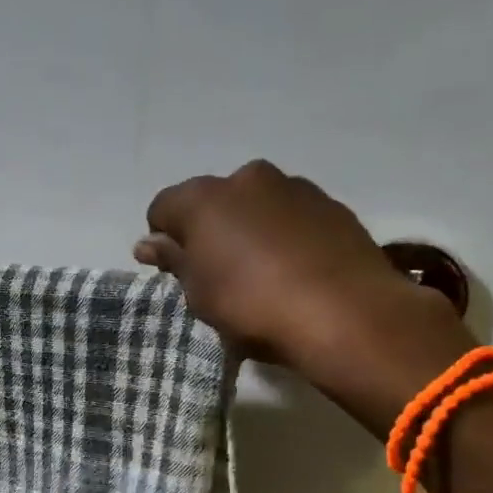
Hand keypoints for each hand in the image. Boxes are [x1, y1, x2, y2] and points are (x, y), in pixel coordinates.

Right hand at [138, 161, 475, 429]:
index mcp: (204, 198)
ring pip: (255, 205)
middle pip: (212, 201)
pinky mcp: (332, 205)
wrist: (343, 313)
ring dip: (248, 229)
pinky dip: (284, 235)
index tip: (174, 271)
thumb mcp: (198, 292)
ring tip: (260, 273)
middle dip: (209, 229)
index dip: (163, 239)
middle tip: (216, 272)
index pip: (163, 208)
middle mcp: (247, 179)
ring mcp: (294, 187)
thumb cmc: (251, 305)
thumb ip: (173, 260)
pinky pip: (291, 216)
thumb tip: (149, 243)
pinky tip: (293, 270)